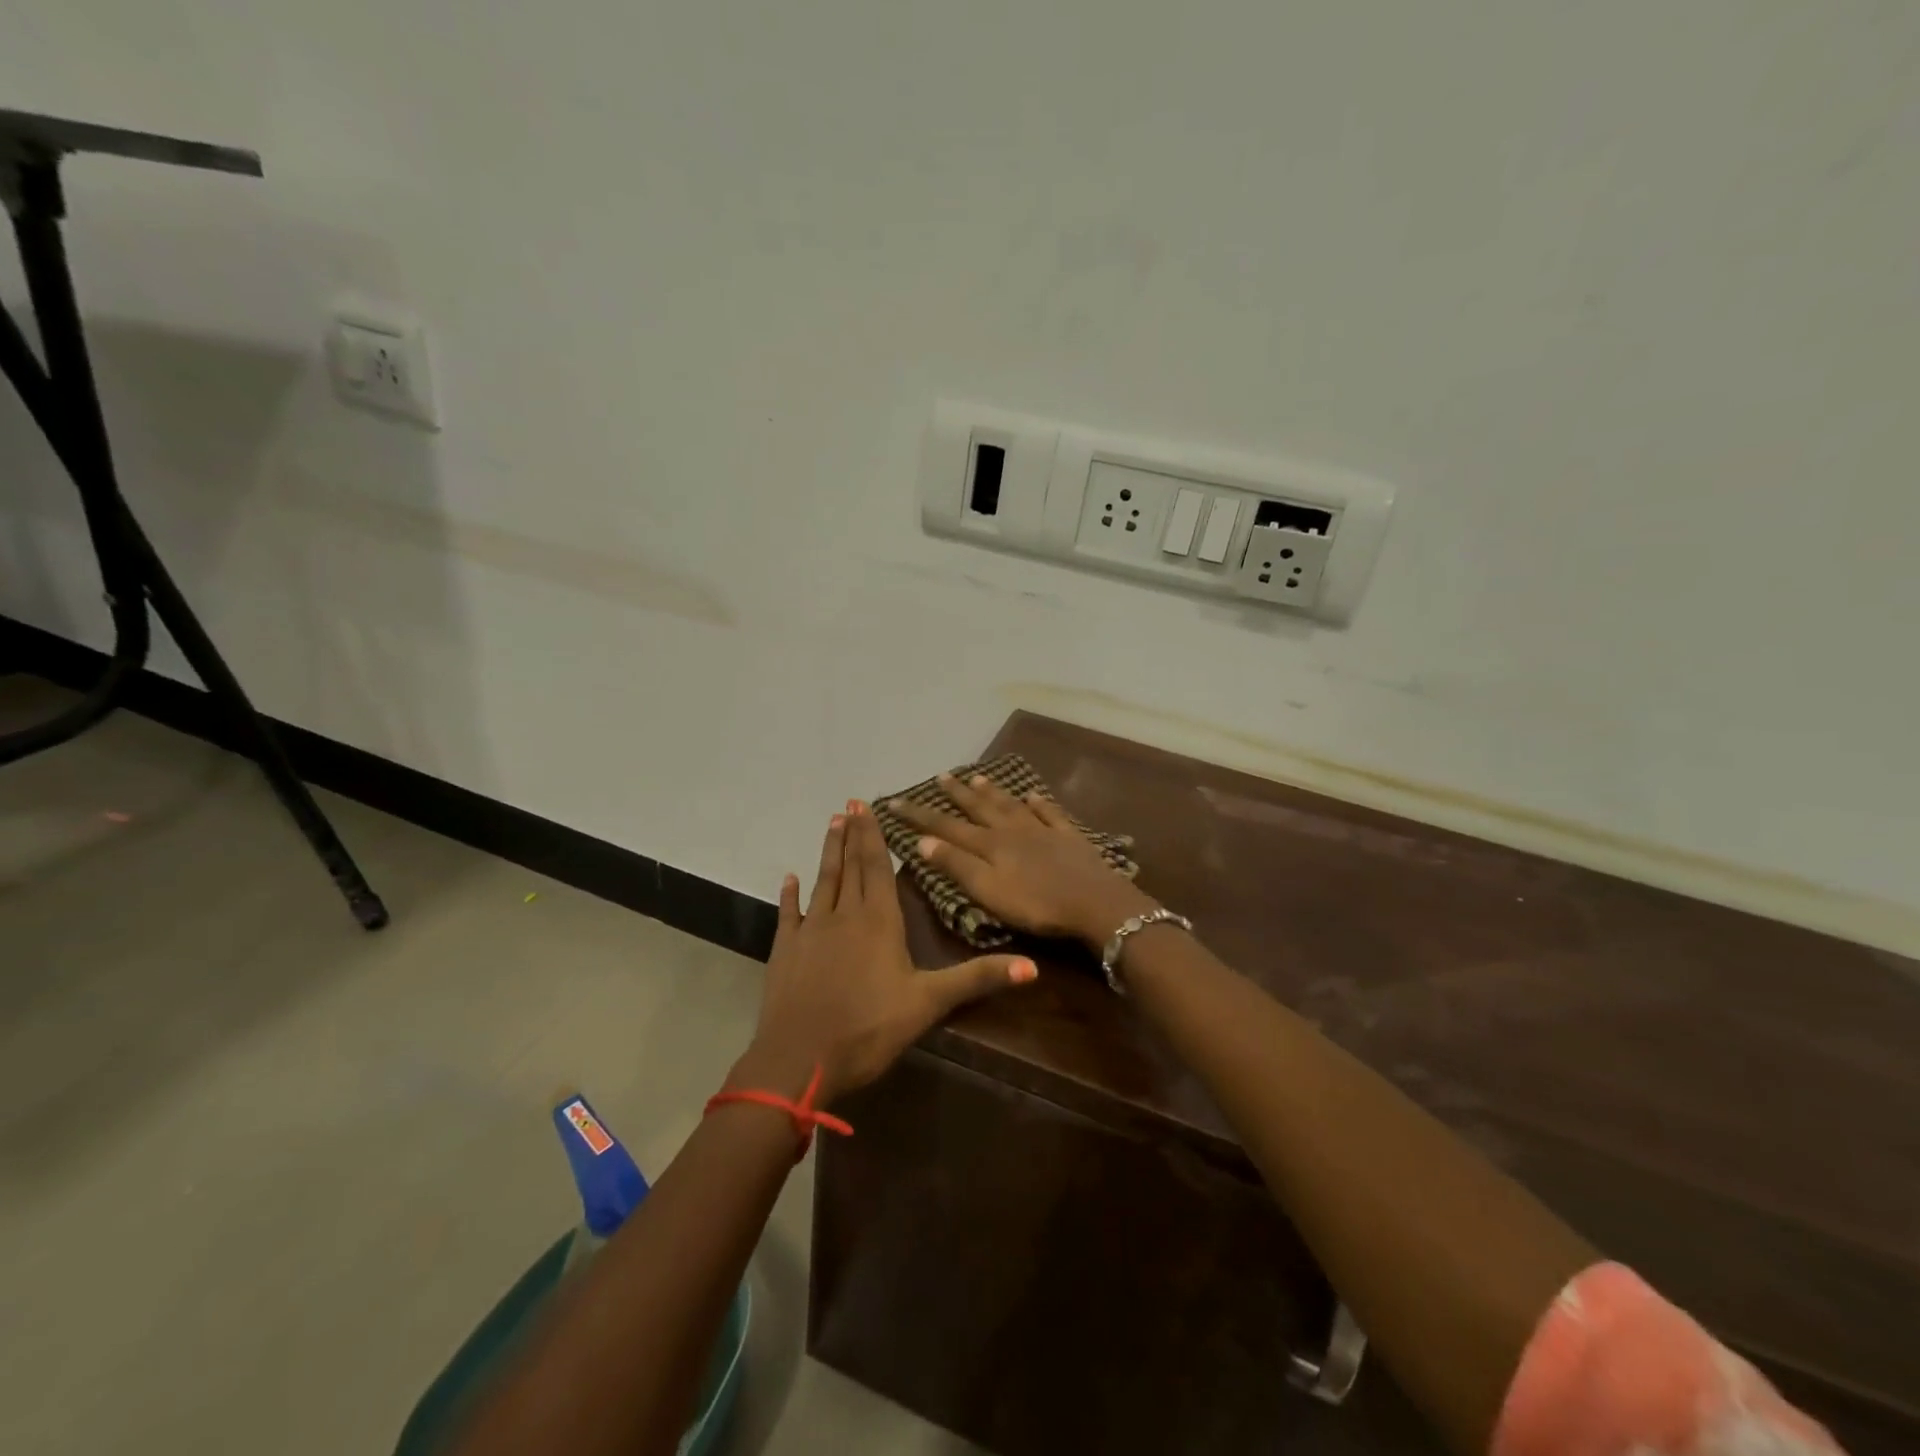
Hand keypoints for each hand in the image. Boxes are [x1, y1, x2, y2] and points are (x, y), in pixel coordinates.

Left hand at [732, 801, 1036, 1103]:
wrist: (801, 1060)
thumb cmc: (870, 1029)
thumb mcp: (930, 1003)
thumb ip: (977, 978)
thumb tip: (1033, 966)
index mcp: (879, 921)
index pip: (877, 867)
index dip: (873, 835)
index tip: (866, 806)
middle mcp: (844, 915)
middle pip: (850, 867)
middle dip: (852, 835)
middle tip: (849, 804)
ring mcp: (810, 930)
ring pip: (823, 881)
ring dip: (828, 853)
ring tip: (831, 824)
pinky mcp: (785, 950)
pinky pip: (788, 914)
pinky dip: (789, 894)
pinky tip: (789, 878)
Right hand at [885, 774, 1157, 949]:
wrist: (1096, 903)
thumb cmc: (1037, 904)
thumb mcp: (988, 891)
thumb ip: (956, 866)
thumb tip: (922, 841)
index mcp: (990, 845)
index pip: (946, 827)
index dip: (919, 815)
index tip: (894, 801)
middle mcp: (1012, 830)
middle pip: (979, 808)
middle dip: (956, 794)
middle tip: (941, 775)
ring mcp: (1042, 831)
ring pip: (1011, 805)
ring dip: (992, 791)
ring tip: (978, 777)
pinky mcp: (1069, 838)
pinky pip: (1050, 814)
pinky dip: (1039, 803)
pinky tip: (1033, 794)